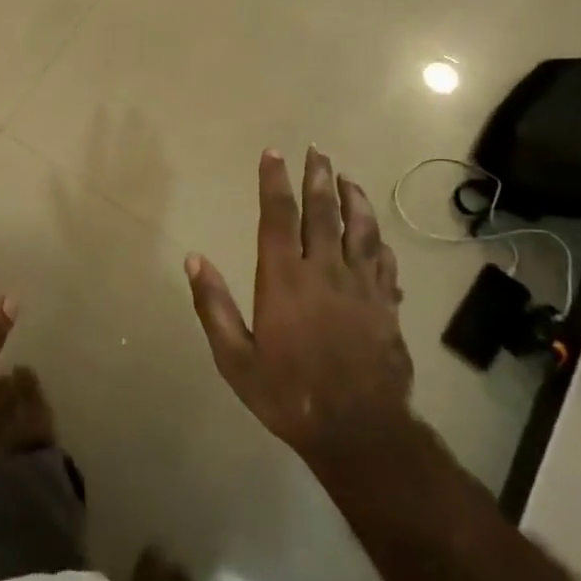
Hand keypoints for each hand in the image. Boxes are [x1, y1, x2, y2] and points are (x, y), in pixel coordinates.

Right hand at [187, 148, 416, 480]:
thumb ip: (214, 306)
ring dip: (354, 198)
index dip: (274, 181)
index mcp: (284, 279)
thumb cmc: (288, 394)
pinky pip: (385, 261)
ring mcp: (362, 286)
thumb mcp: (236, 358)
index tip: (273, 153)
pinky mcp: (387, 305)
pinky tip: (377, 235)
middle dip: (318, 177)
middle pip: (323, 212)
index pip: (278, 216)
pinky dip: (379, 241)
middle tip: (317, 150)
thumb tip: (194, 258)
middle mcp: (325, 270)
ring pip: (361, 229)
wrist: (359, 431)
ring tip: (347, 177)